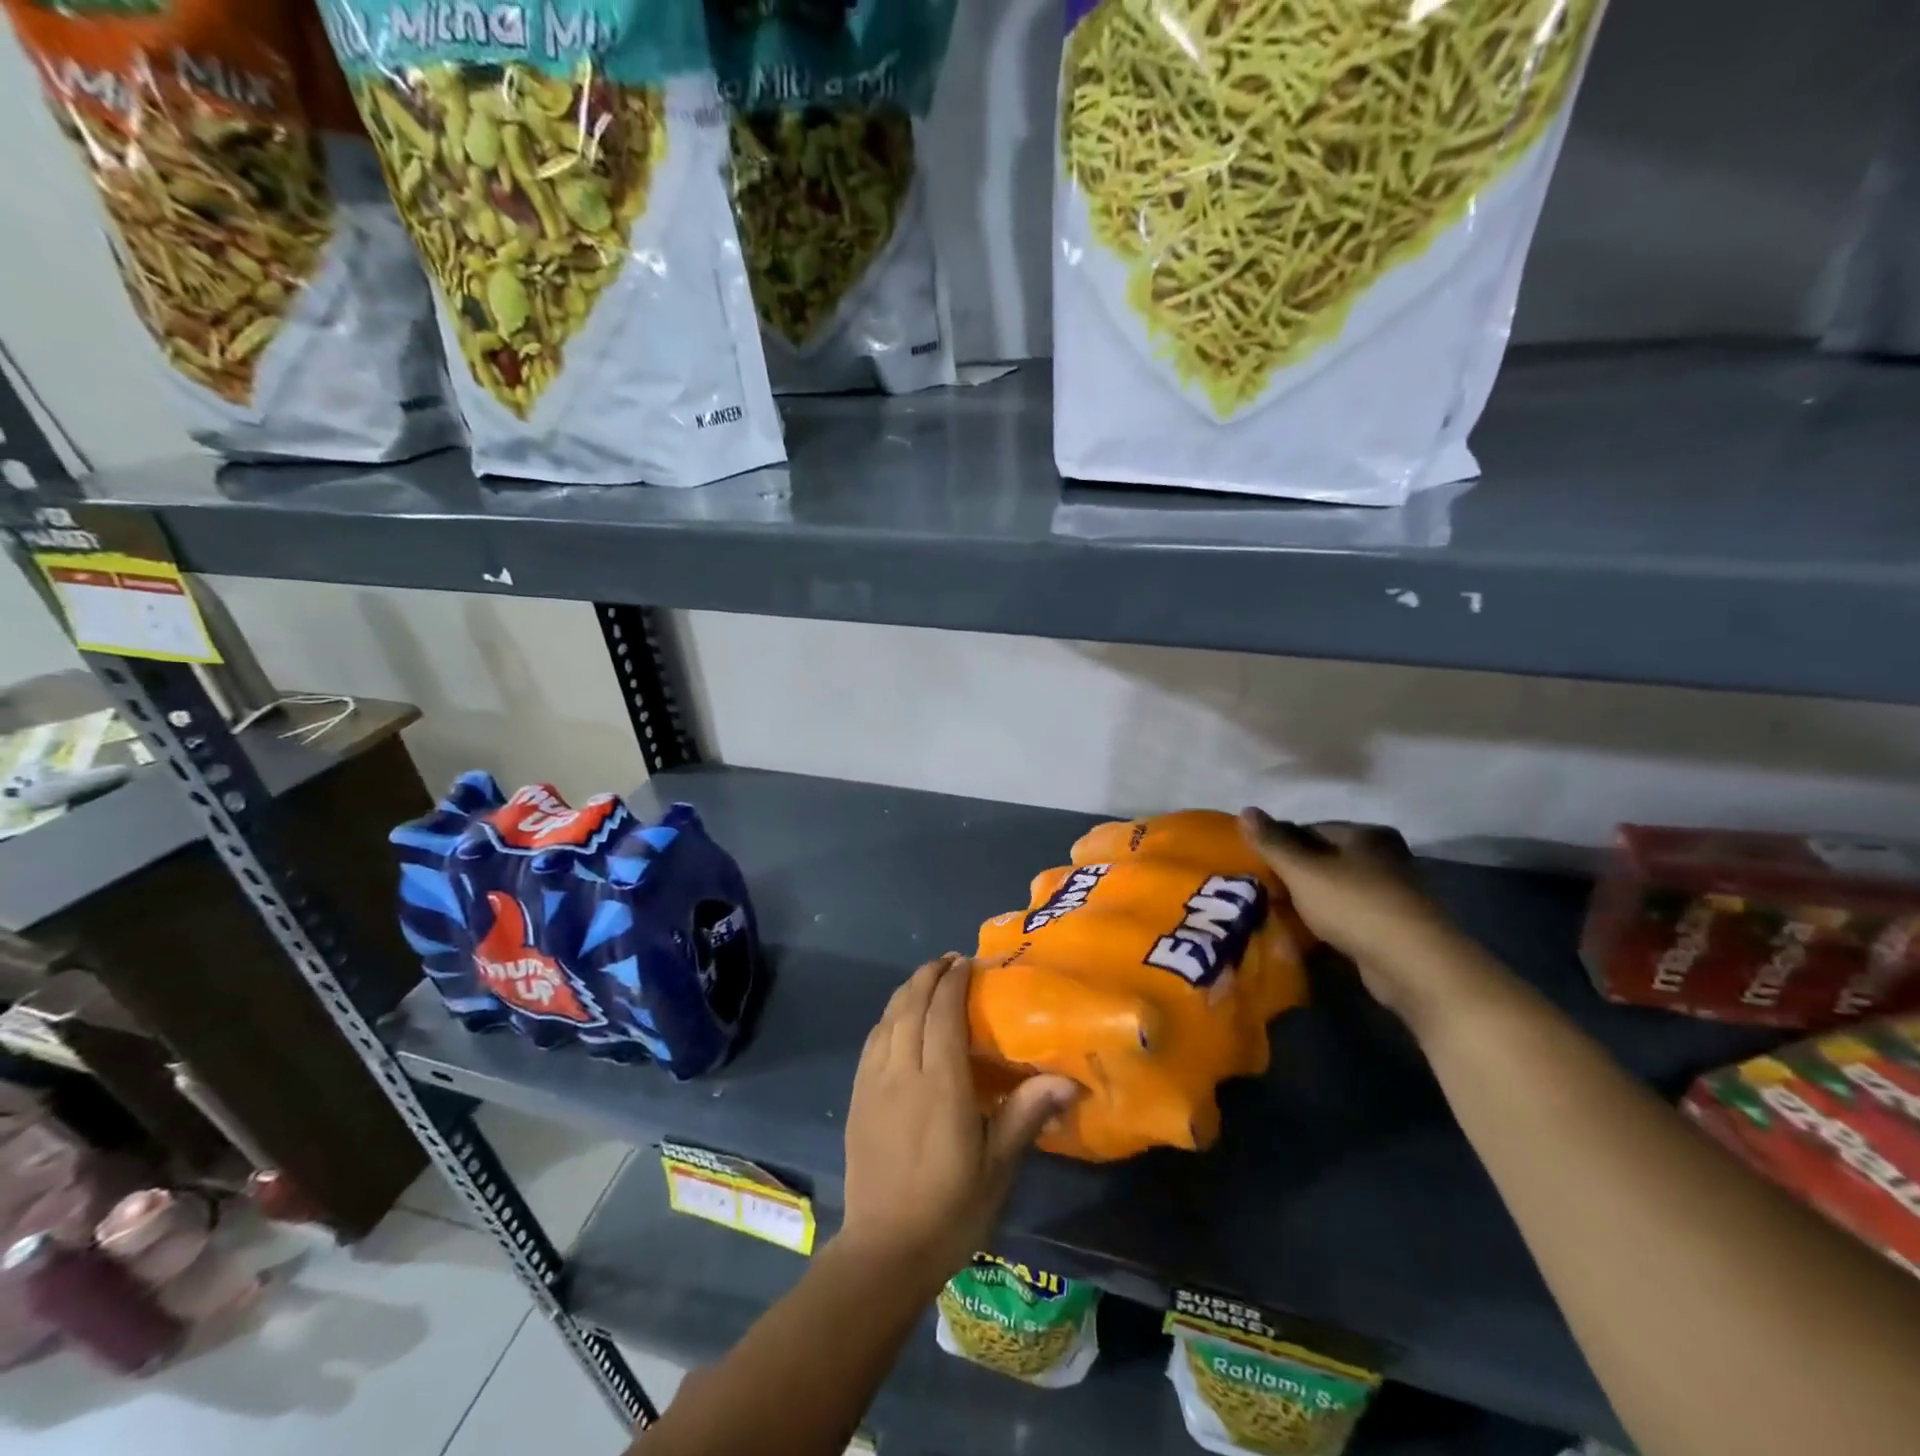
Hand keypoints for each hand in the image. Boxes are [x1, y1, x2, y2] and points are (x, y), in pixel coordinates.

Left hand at [839, 954, 1077, 1289]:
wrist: (884, 1252)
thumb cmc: (950, 1211)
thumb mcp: (997, 1167)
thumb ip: (1026, 1113)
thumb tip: (1068, 1081)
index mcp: (940, 1084)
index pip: (943, 1013)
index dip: (953, 981)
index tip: (967, 962)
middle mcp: (902, 1071)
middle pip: (911, 1005)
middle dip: (929, 976)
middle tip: (949, 961)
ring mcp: (873, 1083)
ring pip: (888, 1018)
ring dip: (907, 991)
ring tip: (927, 980)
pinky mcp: (857, 1097)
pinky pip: (872, 1041)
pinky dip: (887, 1017)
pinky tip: (897, 1019)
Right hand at [1240, 810, 1497, 1027]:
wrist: (1413, 965)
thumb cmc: (1355, 905)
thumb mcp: (1303, 871)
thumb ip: (1273, 842)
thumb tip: (1245, 810)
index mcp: (1366, 835)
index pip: (1311, 829)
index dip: (1280, 843)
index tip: (1256, 863)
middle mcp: (1384, 858)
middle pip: (1324, 859)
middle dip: (1293, 874)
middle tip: (1262, 888)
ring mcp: (1391, 894)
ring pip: (1335, 889)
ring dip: (1309, 900)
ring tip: (1277, 912)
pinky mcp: (1392, 927)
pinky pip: (1348, 916)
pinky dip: (1327, 921)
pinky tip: (1305, 934)